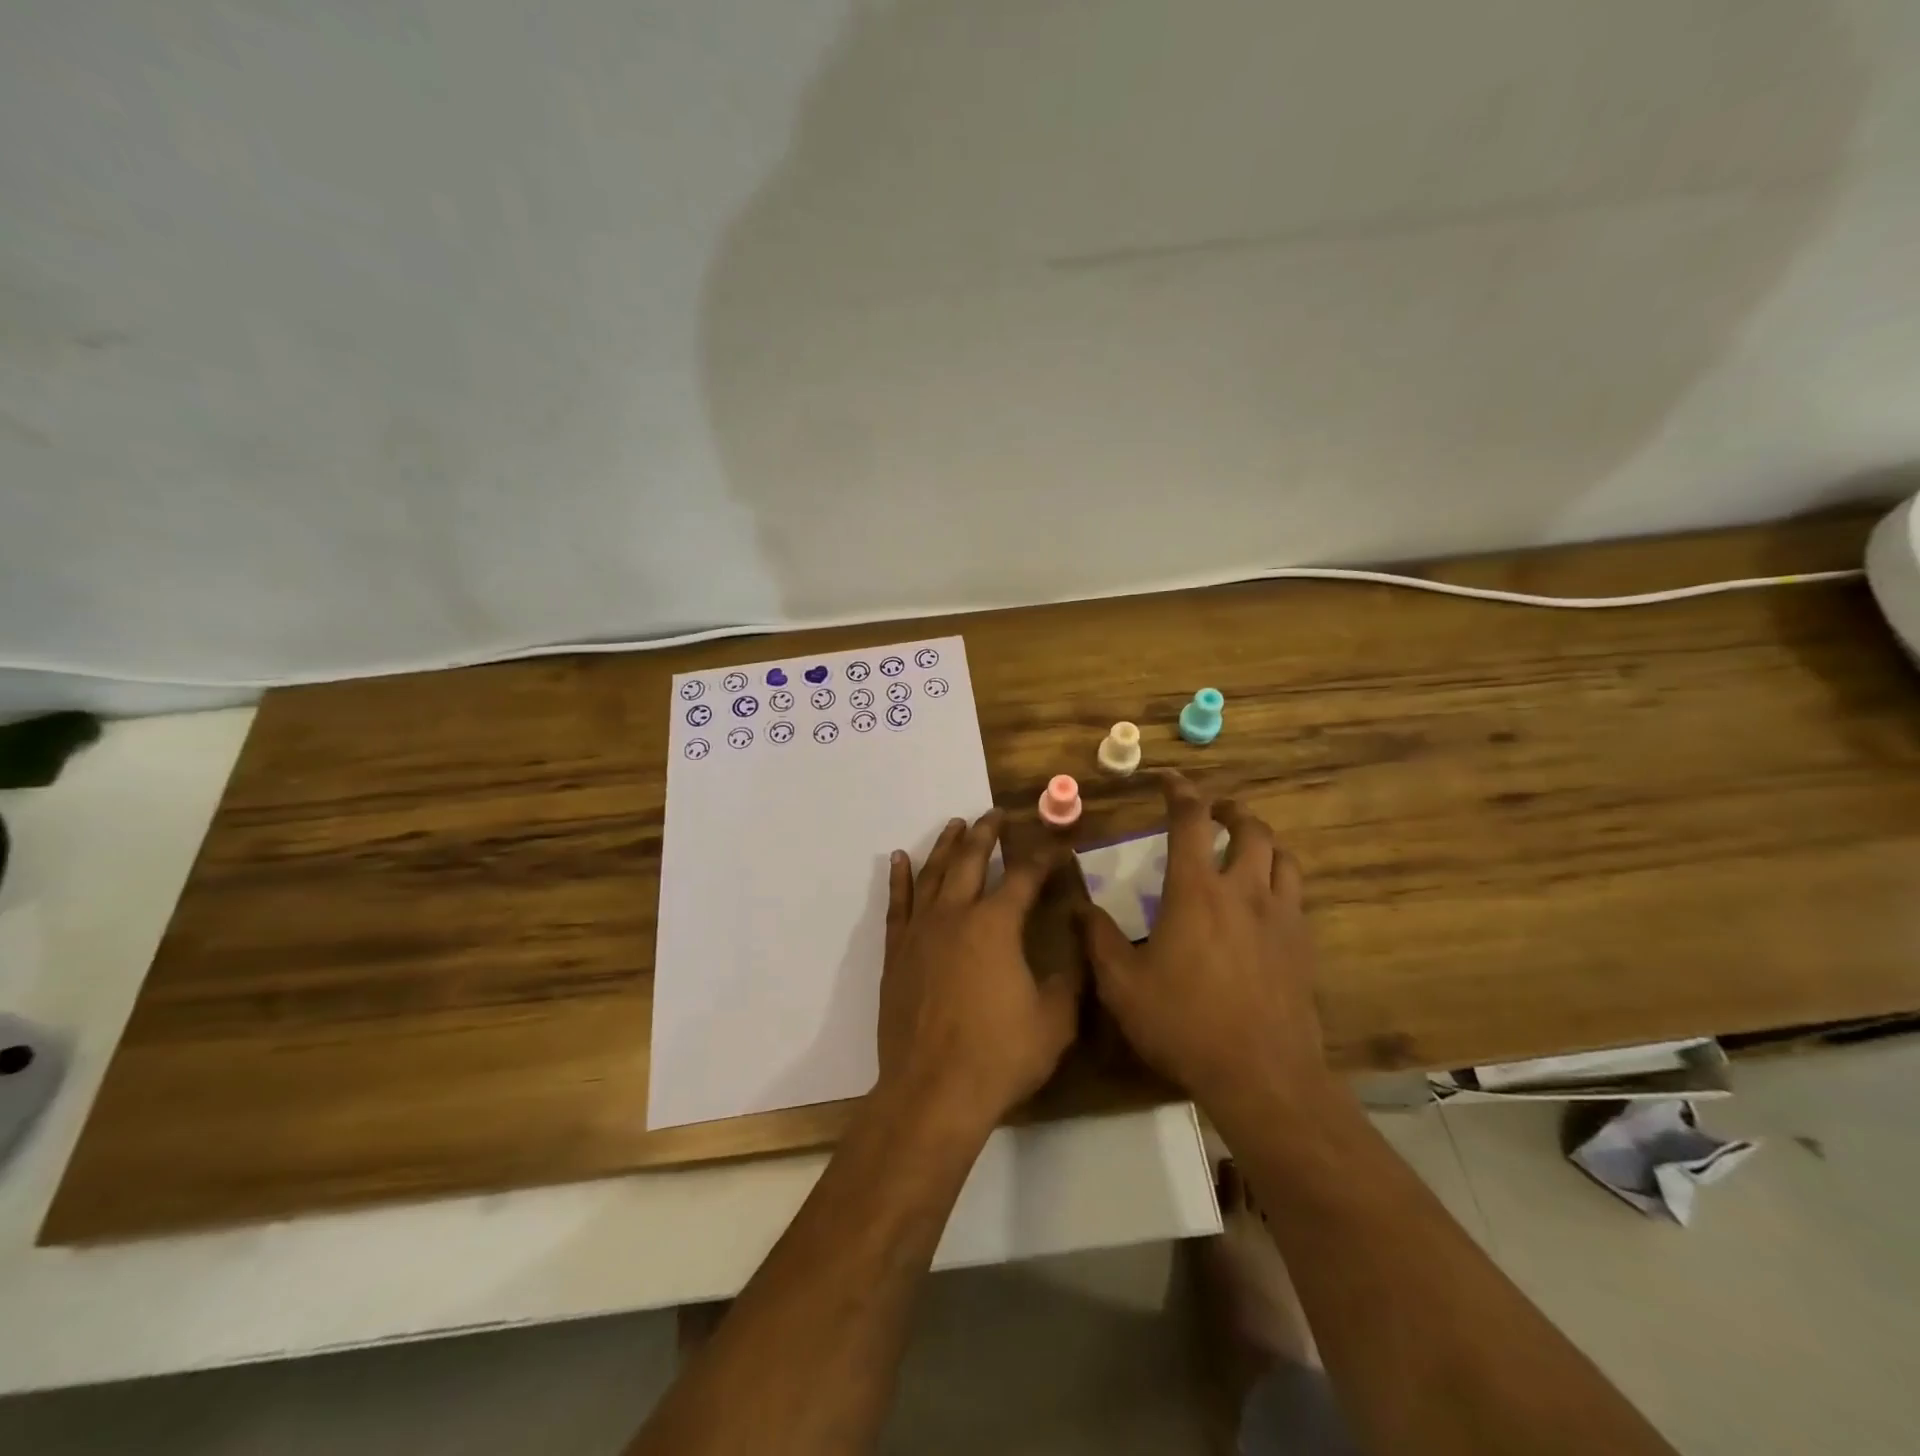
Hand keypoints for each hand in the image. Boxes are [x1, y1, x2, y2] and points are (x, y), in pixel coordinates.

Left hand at [877, 811, 1083, 1134]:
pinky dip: (899, 878)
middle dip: (986, 833)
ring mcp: (921, 931)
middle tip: (996, 814)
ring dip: (946, 846)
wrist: (933, 1091)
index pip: (1024, 876)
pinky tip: (899, 859)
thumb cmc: (1000, 1055)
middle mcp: (956, 914)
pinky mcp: (896, 952)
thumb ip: (1070, 975)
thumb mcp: (1055, 1019)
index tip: (1057, 845)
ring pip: (933, 874)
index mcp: (996, 924)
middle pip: (971, 860)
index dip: (1044, 857)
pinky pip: (897, 904)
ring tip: (956, 825)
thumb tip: (1079, 939)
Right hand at [1079, 773, 1330, 1128]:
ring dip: (1261, 840)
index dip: (1180, 792)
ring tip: (1245, 846)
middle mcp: (1244, 891)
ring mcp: (1280, 917)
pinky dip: (1280, 879)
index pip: (1191, 821)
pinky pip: (1296, 894)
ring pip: (1282, 856)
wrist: (1262, 1075)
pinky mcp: (1303, 945)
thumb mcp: (1122, 984)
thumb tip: (1077, 905)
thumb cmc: (1184, 1023)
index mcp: (1196, 891)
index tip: (1168, 780)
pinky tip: (1265, 900)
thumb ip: (1098, 939)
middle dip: (1231, 811)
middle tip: (1214, 813)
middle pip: (1250, 829)